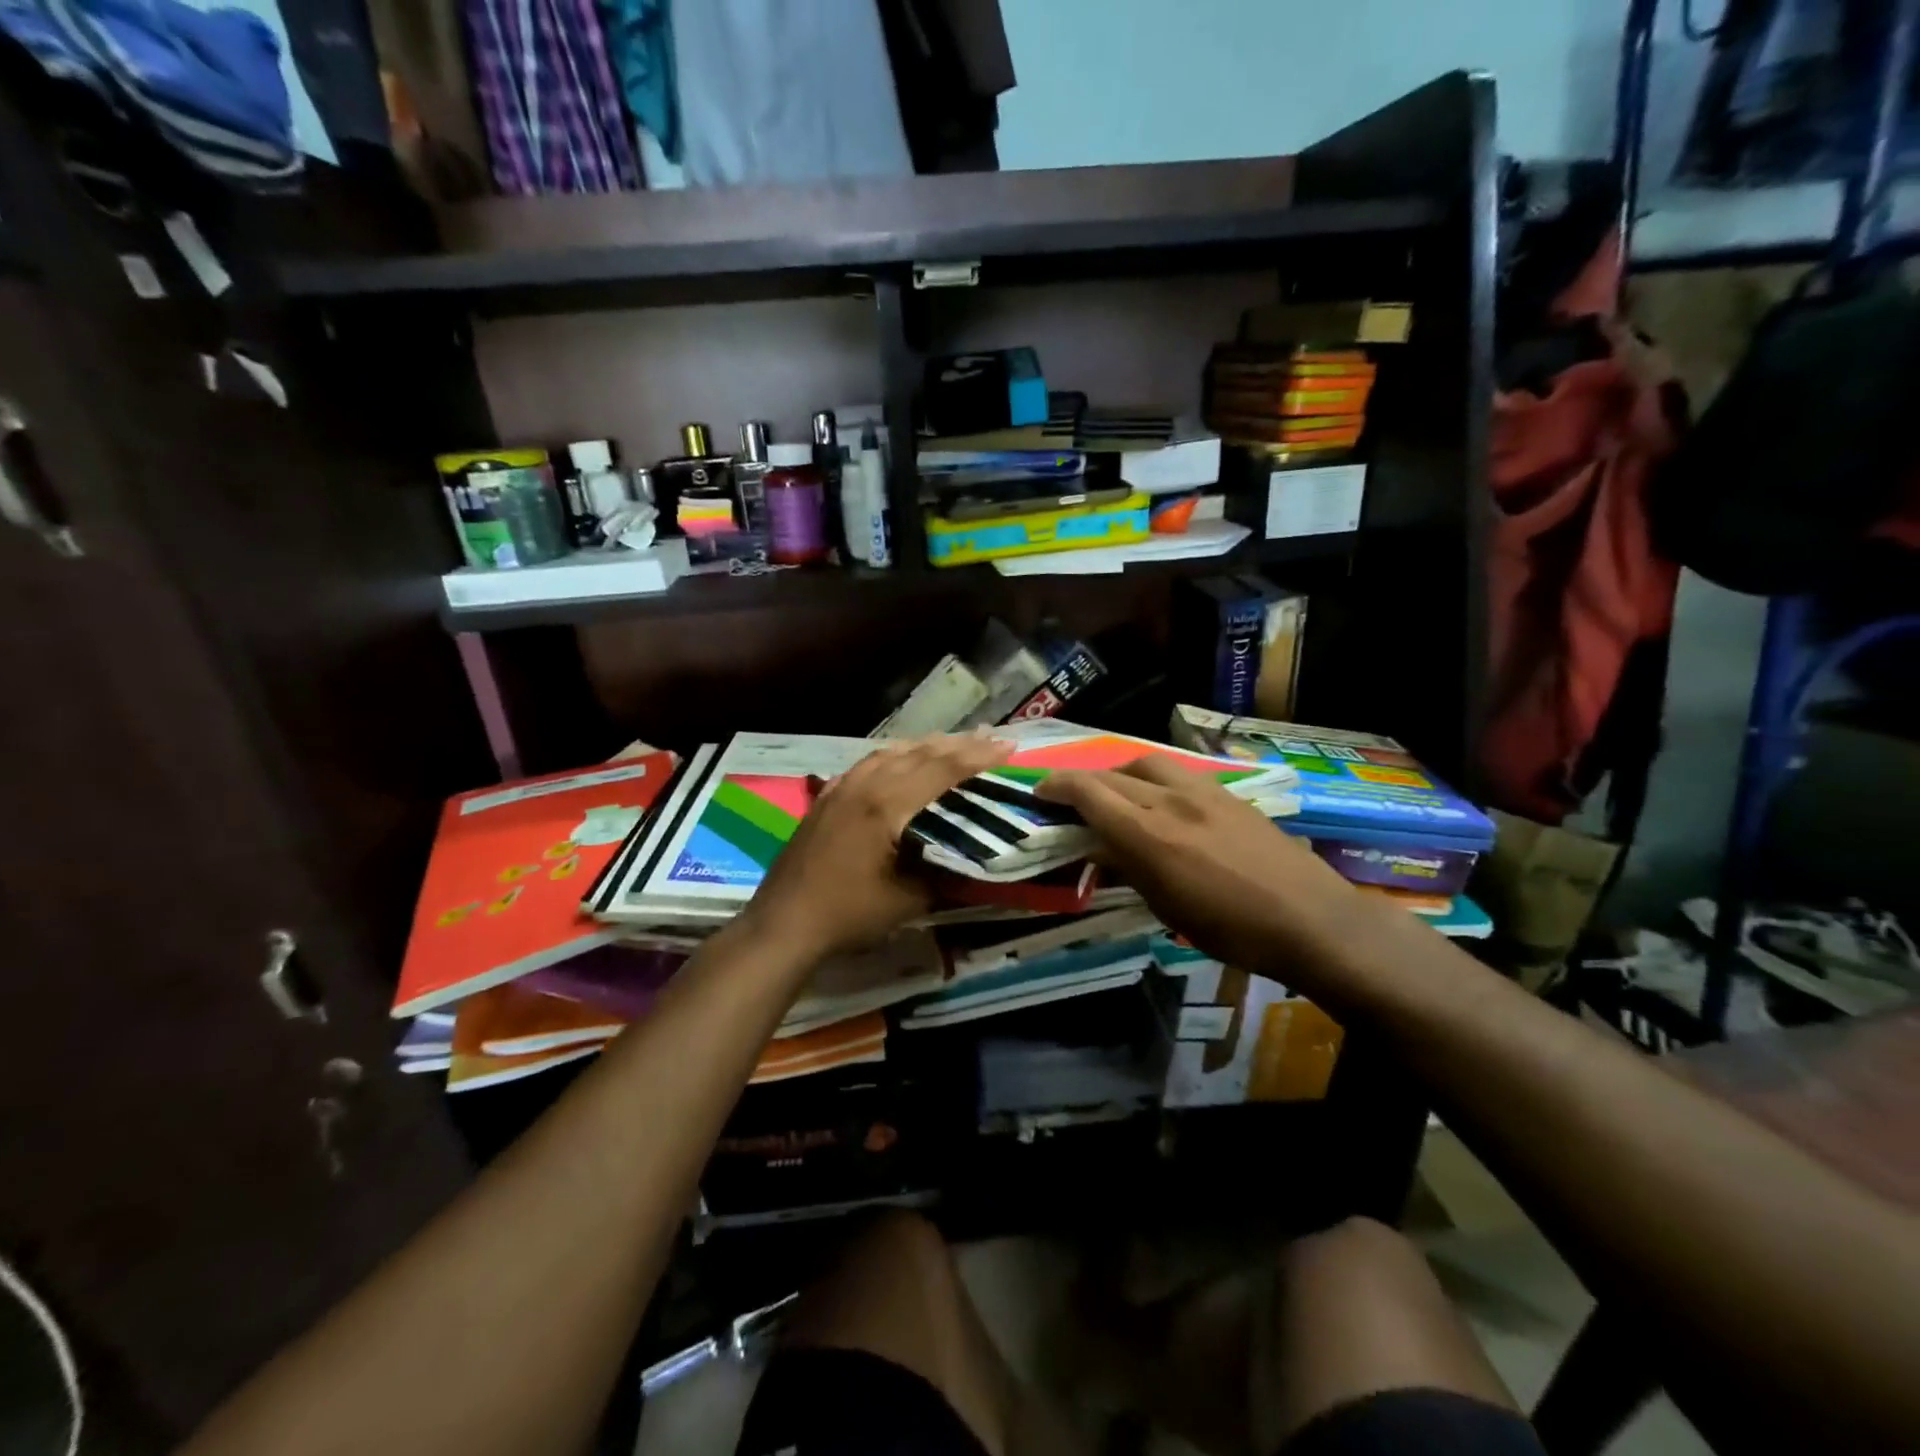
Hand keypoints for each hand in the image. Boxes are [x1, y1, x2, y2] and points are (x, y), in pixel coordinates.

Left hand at [743, 733, 1012, 961]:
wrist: (784, 922)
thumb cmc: (848, 913)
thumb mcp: (907, 901)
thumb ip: (943, 876)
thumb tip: (972, 863)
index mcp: (887, 805)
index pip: (941, 769)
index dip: (977, 757)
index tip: (1008, 746)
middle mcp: (865, 785)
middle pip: (919, 753)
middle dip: (958, 744)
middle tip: (990, 736)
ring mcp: (841, 788)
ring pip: (890, 752)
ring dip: (925, 745)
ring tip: (952, 742)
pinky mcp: (826, 797)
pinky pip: (867, 763)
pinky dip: (893, 755)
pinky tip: (898, 758)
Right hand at [1039, 757, 1372, 993]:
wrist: (1311, 920)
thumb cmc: (1231, 929)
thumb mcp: (1167, 907)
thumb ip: (1128, 866)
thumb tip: (1099, 846)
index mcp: (1148, 833)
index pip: (1088, 791)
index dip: (1056, 786)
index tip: (1038, 793)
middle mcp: (1170, 799)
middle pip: (1112, 773)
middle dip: (1081, 780)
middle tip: (1066, 796)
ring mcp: (1203, 791)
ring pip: (1146, 762)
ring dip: (1119, 773)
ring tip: (1115, 794)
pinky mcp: (1228, 793)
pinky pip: (1178, 772)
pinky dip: (1153, 778)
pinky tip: (1161, 800)